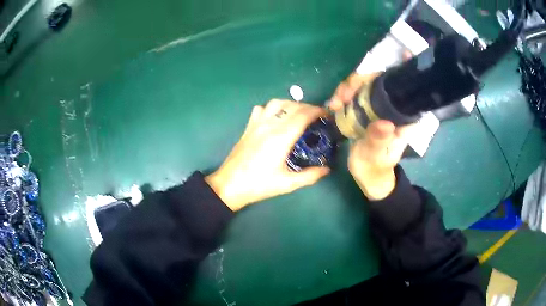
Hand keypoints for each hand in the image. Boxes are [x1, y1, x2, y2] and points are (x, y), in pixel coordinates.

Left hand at [206, 100, 330, 210]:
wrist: (230, 185)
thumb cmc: (259, 185)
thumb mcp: (287, 184)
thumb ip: (310, 176)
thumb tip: (327, 169)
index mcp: (281, 137)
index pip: (303, 115)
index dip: (317, 111)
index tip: (327, 115)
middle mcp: (269, 125)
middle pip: (292, 106)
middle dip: (308, 107)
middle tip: (317, 117)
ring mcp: (257, 124)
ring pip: (276, 103)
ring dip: (290, 104)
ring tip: (298, 114)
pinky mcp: (248, 127)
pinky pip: (261, 109)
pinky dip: (273, 108)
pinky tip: (276, 118)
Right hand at [328, 73, 411, 199]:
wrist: (368, 175)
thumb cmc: (376, 167)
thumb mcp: (377, 157)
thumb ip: (379, 141)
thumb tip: (384, 123)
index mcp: (403, 118)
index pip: (406, 89)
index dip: (404, 70)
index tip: (402, 54)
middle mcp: (392, 108)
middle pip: (381, 81)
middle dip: (361, 80)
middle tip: (343, 95)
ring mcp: (377, 107)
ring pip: (365, 85)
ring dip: (348, 87)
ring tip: (335, 102)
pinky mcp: (365, 109)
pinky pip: (354, 94)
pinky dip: (343, 94)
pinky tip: (334, 103)